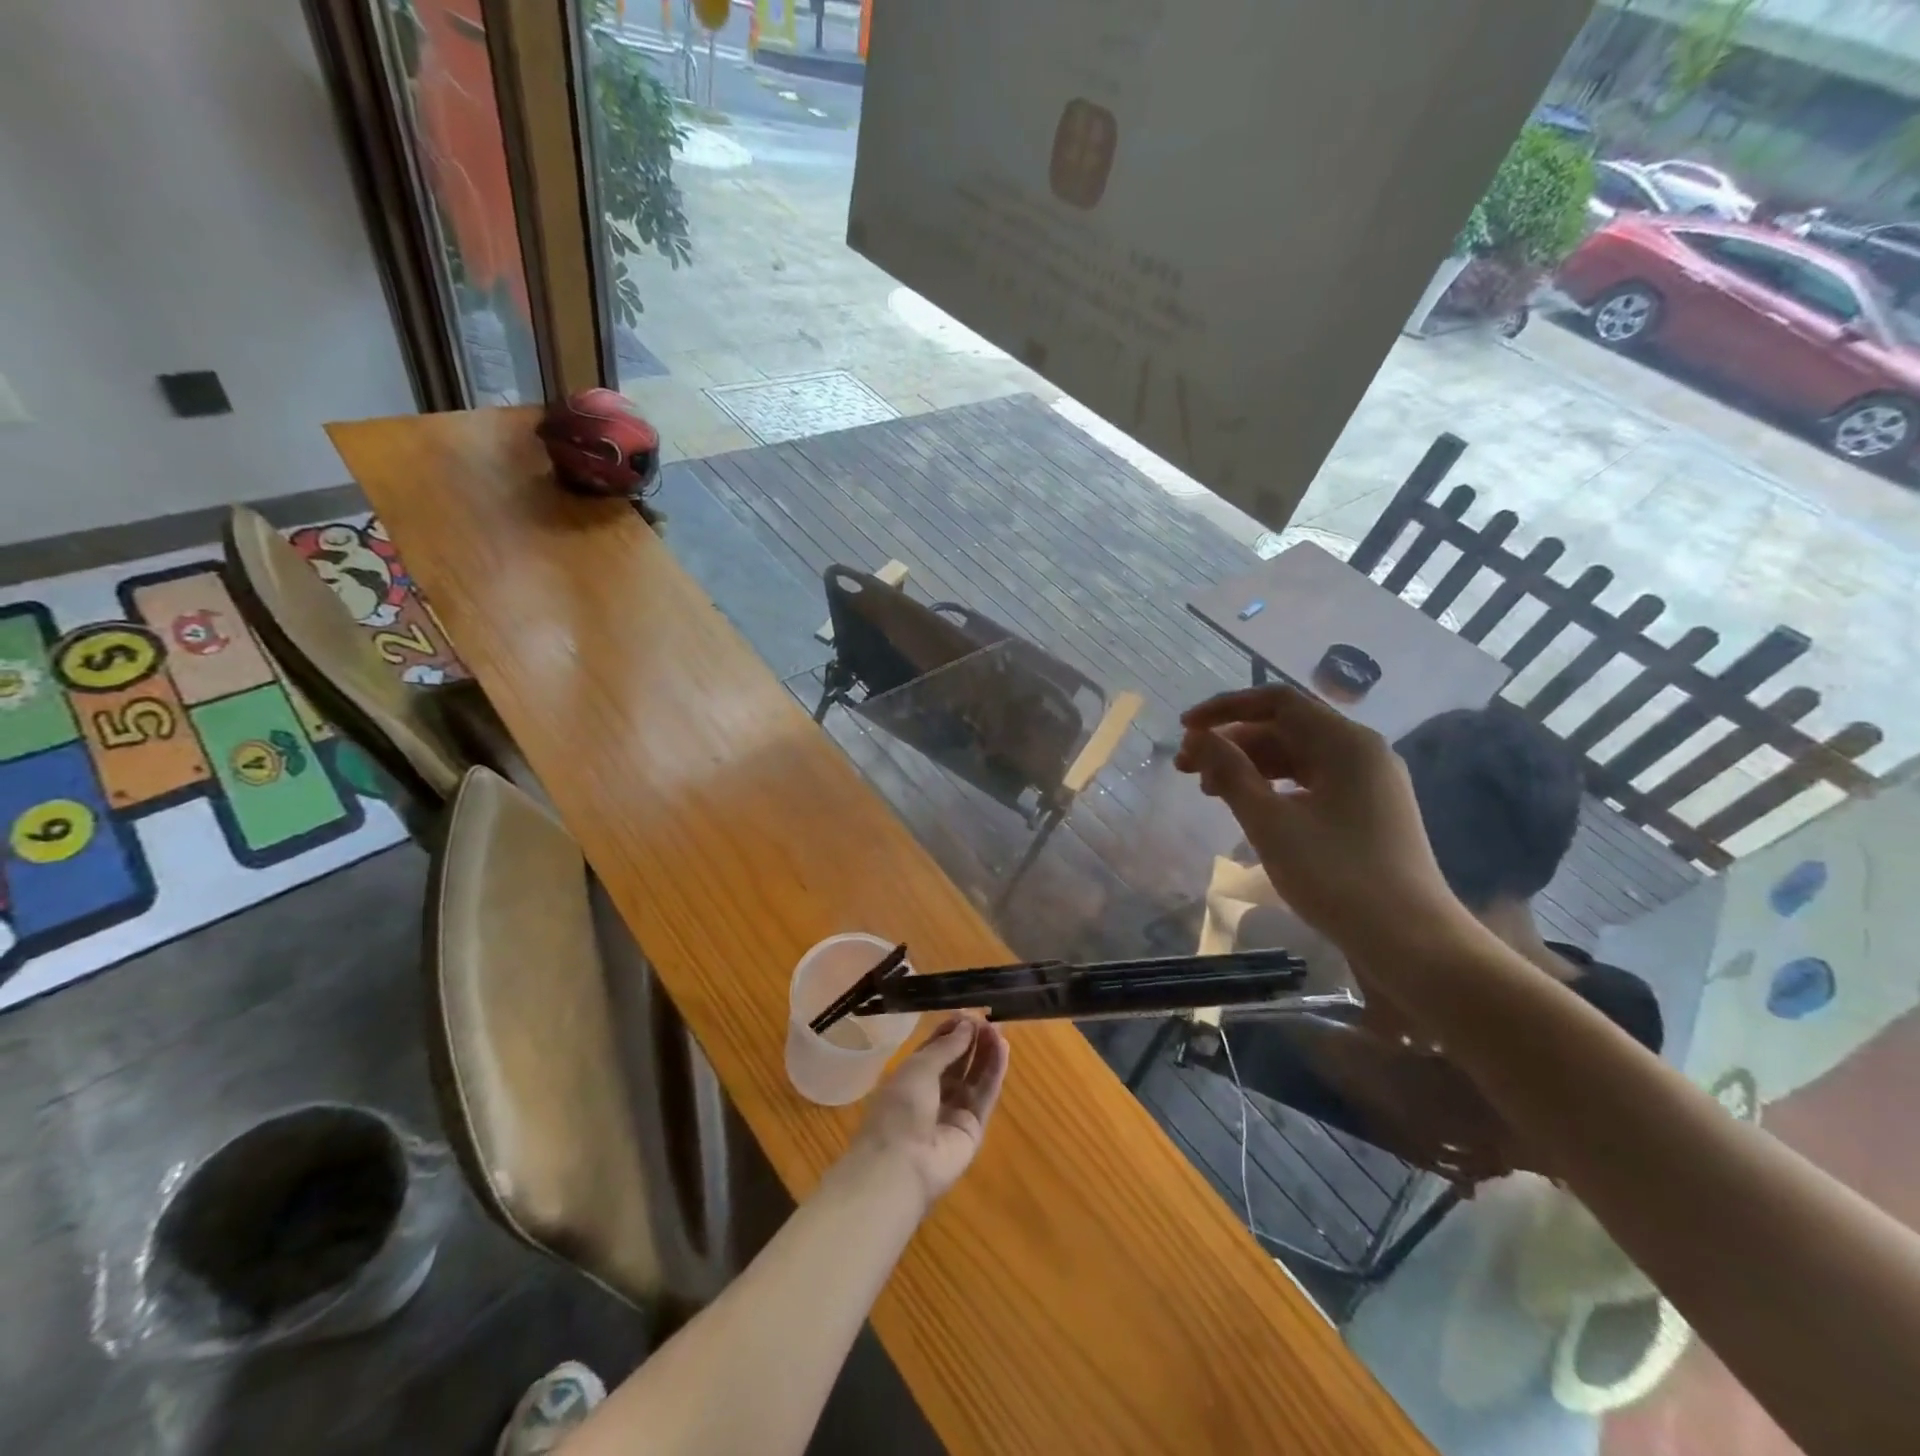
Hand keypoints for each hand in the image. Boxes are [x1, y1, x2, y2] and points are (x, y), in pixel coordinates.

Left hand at [847, 1016, 1009, 1208]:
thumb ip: (946, 1046)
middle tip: (988, 1019)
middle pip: (957, 1063)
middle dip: (971, 1040)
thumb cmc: (900, 1108)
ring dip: (986, 1053)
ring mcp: (953, 1113)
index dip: (951, 1031)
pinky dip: (994, 1072)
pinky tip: (1003, 1048)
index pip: (935, 1050)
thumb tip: (968, 1024)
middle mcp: (932, 1095)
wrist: (901, 1165)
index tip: (968, 1013)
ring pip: (974, 1077)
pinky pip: (985, 1095)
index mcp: (910, 1079)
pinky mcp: (973, 1129)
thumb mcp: (919, 1068)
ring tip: (999, 1029)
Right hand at [1174, 686, 1469, 961]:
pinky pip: (1311, 782)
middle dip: (1232, 743)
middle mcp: (1362, 751)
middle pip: (1285, 728)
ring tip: (1208, 790)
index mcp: (1345, 743)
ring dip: (1249, 766)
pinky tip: (1248, 806)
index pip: (1276, 702)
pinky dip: (1274, 787)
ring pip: (1296, 757)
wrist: (1411, 941)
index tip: (1185, 729)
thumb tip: (1198, 738)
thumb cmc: (1336, 876)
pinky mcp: (1367, 810)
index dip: (1225, 709)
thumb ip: (1230, 773)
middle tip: (1186, 768)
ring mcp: (1369, 782)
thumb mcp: (1270, 823)